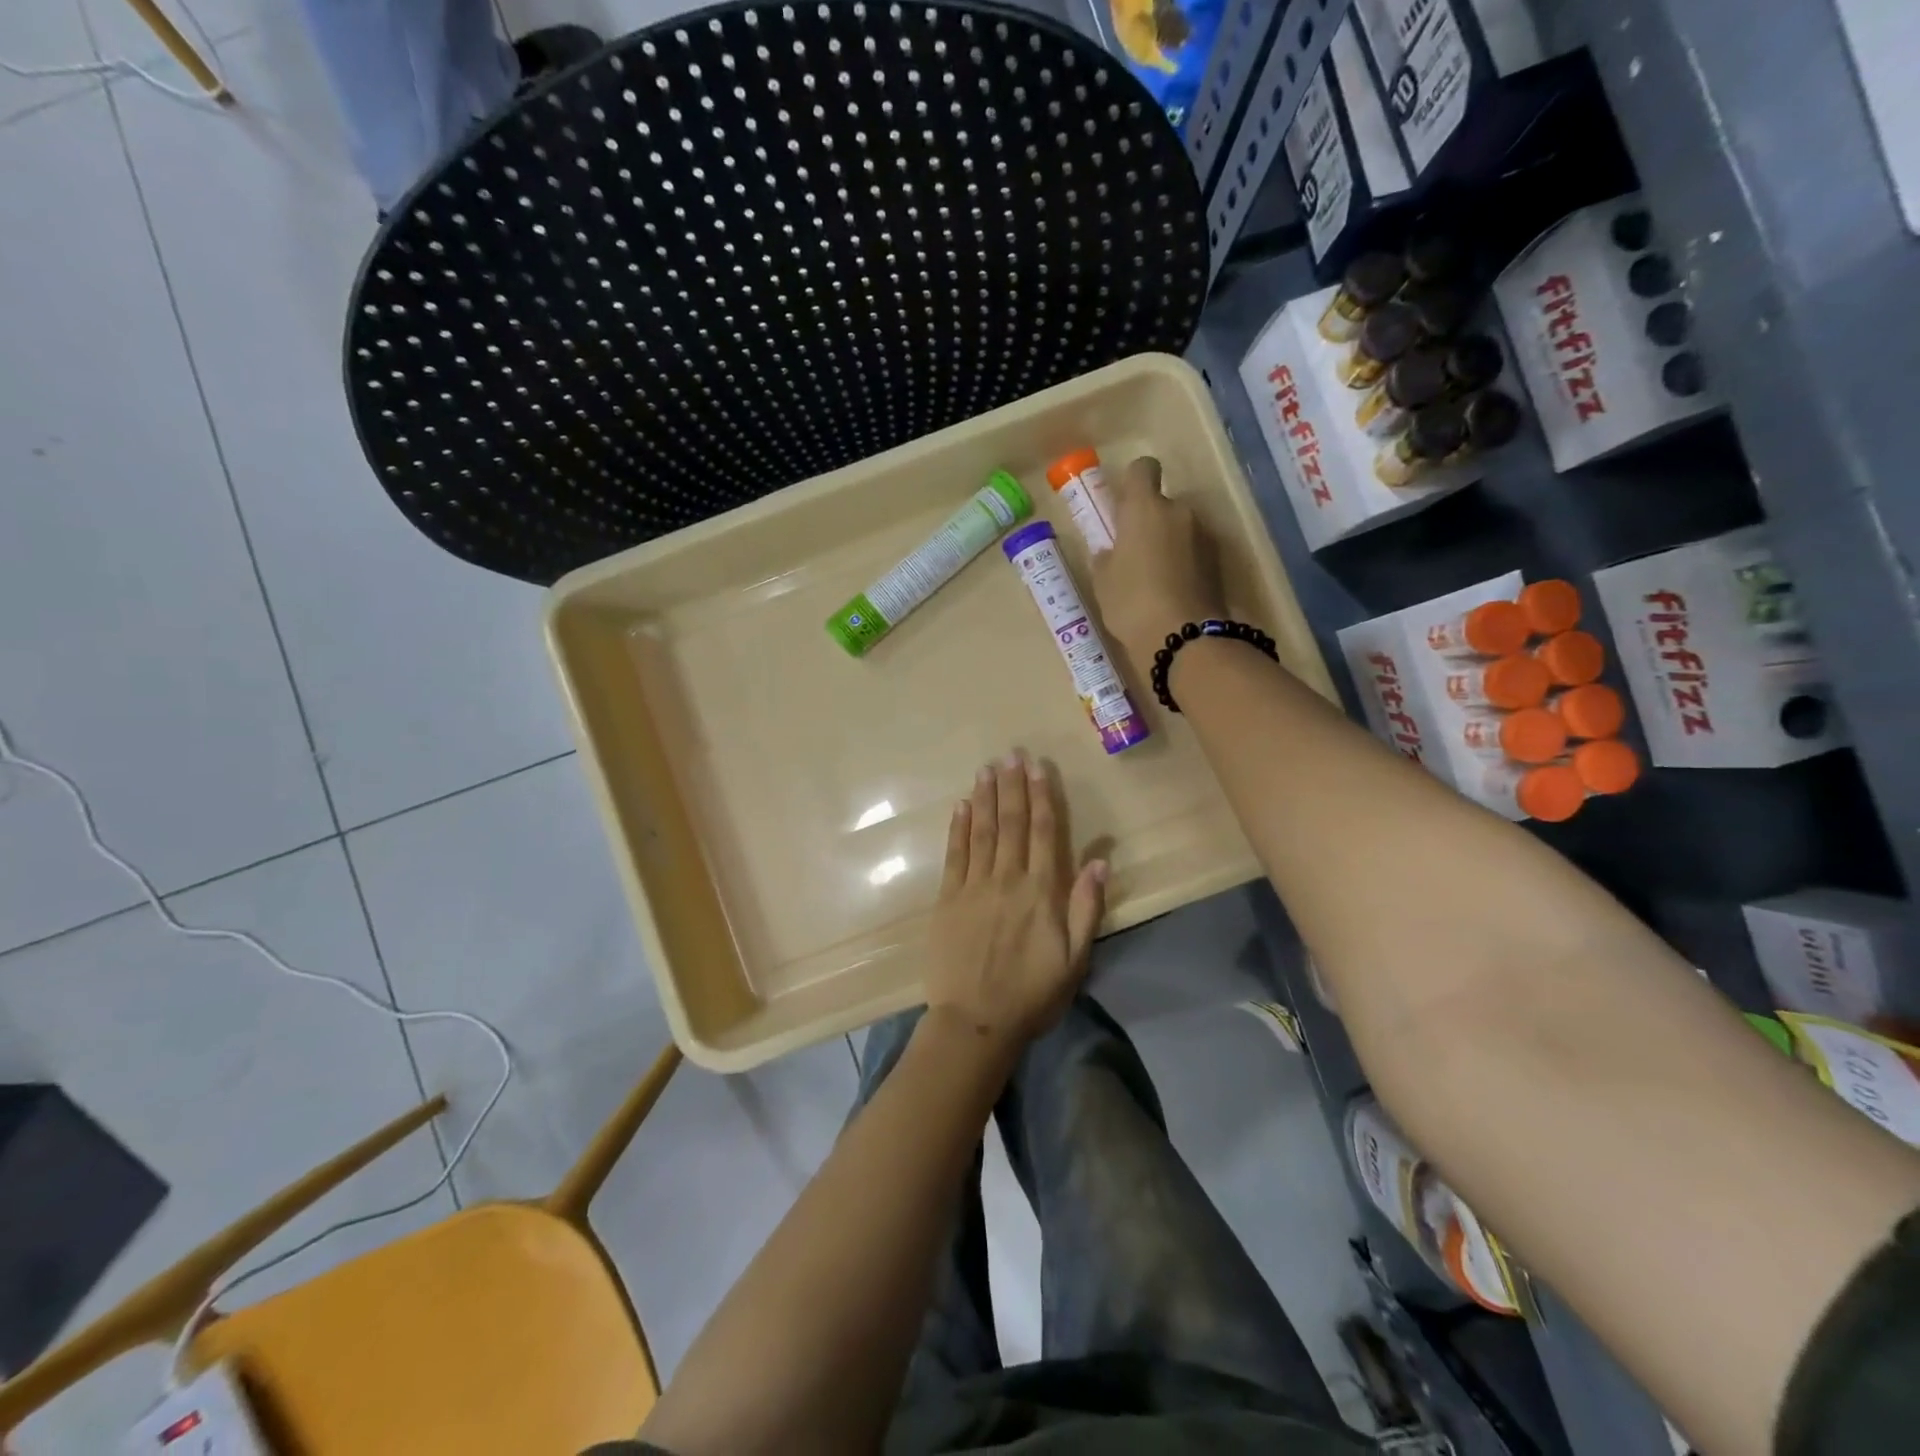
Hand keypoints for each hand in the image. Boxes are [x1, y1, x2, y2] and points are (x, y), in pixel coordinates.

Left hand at [924, 753, 1107, 1049]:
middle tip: (1011, 754)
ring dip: (985, 797)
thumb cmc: (1032, 993)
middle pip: (1010, 823)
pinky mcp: (947, 899)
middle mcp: (1006, 879)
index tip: (1039, 767)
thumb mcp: (1074, 958)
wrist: (975, 1021)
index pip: (1043, 833)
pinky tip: (961, 806)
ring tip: (987, 768)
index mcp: (1040, 891)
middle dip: (1012, 786)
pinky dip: (958, 828)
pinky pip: (954, 855)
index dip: (1042, 797)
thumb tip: (1099, 861)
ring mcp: (972, 886)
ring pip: (981, 831)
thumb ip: (1086, 907)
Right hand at [1088, 456, 1226, 676]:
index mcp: (1144, 508)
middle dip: (1150, 523)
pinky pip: (1193, 553)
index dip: (1133, 482)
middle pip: (1163, 504)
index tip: (1124, 506)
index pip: (1143, 469)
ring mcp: (1203, 536)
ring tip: (1153, 580)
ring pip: (1180, 529)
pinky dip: (1184, 564)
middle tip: (1133, 555)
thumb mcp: (1103, 583)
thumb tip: (1111, 551)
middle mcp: (1178, 512)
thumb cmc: (1131, 602)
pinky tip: (1171, 593)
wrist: (1183, 638)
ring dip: (1168, 544)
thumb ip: (1105, 558)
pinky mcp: (1218, 562)